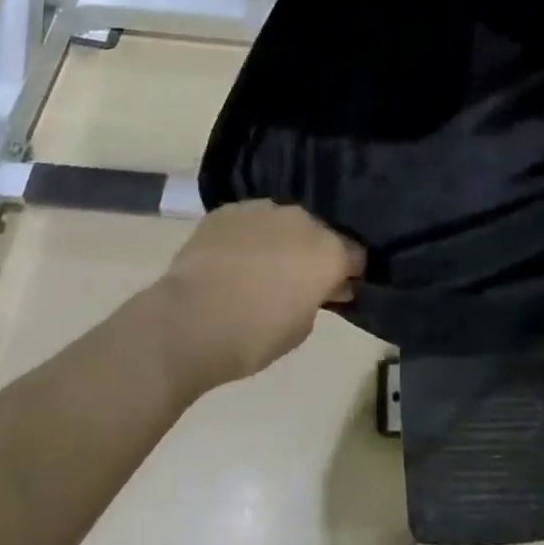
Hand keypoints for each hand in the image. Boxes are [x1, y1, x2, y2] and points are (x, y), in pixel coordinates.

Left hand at [152, 201, 363, 390]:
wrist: (188, 321)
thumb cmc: (253, 336)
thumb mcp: (301, 329)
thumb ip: (318, 299)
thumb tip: (322, 286)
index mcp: (328, 249)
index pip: (356, 254)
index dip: (349, 272)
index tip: (339, 289)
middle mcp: (302, 219)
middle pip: (319, 232)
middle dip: (313, 253)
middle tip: (296, 282)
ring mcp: (264, 208)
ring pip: (282, 222)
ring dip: (280, 240)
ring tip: (259, 269)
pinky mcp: (229, 209)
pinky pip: (249, 221)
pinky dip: (247, 236)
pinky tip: (231, 261)